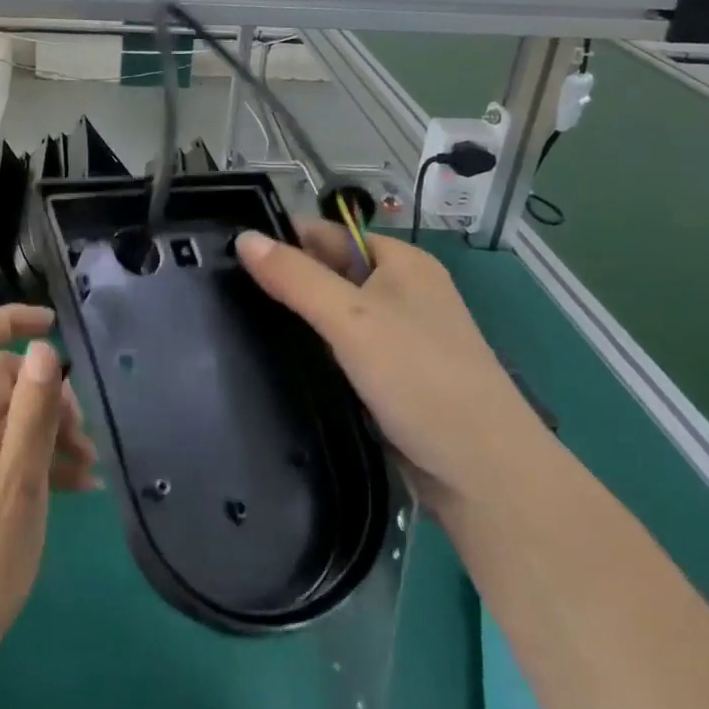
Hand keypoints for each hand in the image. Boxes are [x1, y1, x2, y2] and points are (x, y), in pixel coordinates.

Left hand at [0, 303, 98, 683]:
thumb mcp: (18, 486)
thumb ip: (31, 415)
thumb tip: (42, 348)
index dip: (9, 320)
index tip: (54, 325)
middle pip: (2, 382)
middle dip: (49, 396)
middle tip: (85, 436)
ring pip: (11, 420)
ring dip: (52, 432)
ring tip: (91, 468)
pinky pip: (8, 454)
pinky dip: (42, 461)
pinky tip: (80, 489)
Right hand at [235, 223, 548, 503]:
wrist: (484, 475)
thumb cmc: (421, 379)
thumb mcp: (351, 318)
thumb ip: (295, 277)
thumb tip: (243, 238)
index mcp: (402, 262)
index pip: (327, 233)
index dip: (282, 238)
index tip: (227, 253)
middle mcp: (402, 292)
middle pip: (328, 271)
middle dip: (284, 280)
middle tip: (223, 291)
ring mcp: (398, 337)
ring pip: (332, 315)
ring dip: (295, 319)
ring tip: (236, 323)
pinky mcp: (391, 377)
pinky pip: (341, 350)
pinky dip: (313, 351)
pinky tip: (276, 361)